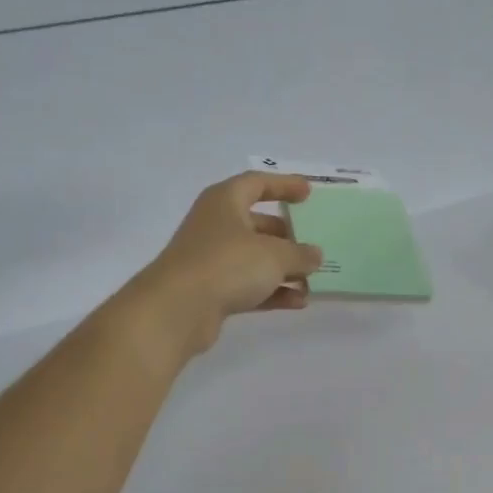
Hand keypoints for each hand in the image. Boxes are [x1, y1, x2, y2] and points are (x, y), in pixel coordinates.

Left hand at [127, 172, 324, 355]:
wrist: (178, 309)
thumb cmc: (227, 264)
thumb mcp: (275, 255)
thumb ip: (300, 253)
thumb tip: (315, 255)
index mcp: (225, 201)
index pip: (257, 183)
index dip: (284, 185)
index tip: (308, 192)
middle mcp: (216, 226)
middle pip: (257, 224)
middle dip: (286, 235)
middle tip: (312, 242)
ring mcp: (211, 259)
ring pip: (254, 258)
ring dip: (283, 268)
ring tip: (312, 278)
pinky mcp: (211, 291)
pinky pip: (249, 285)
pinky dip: (272, 291)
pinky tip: (298, 302)